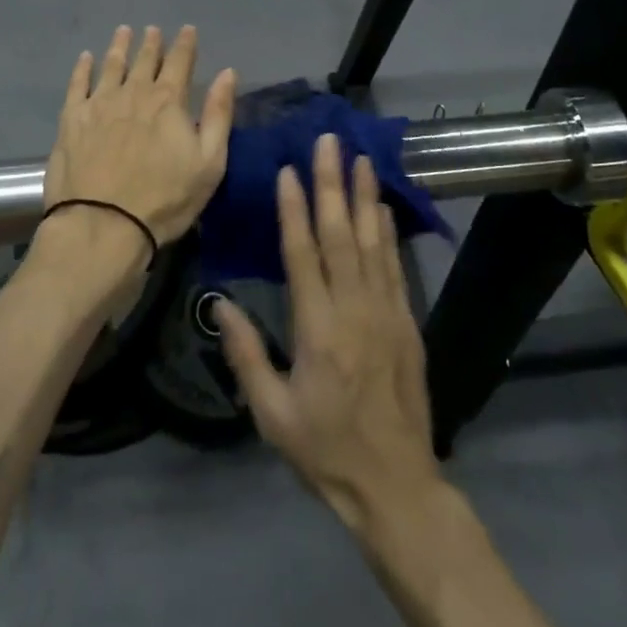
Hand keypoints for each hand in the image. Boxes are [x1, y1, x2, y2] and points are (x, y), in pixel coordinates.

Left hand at [43, 25, 236, 248]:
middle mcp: (134, 93)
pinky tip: (85, 58)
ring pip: (111, 66)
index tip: (187, 29)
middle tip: (153, 29)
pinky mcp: (71, 120)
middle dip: (152, 43)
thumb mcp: (209, 162)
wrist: (103, 225)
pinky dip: (82, 68)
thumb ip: (219, 114)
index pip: (180, 62)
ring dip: (119, 47)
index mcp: (169, 101)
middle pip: (145, 61)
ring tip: (123, 31)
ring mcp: (99, 104)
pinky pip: (77, 85)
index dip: (185, 44)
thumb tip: (228, 73)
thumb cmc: (165, 199)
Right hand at [216, 135, 441, 535]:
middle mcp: (354, 309)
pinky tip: (382, 207)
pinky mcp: (407, 322)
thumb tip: (219, 304)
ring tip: (360, 157)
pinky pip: (395, 265)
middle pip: (340, 234)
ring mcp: (386, 312)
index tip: (288, 170)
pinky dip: (388, 231)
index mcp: (317, 329)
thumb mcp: (272, 415)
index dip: (294, 209)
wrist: (396, 485)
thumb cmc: (325, 450)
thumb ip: (245, 355)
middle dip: (332, 184)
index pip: (303, 254)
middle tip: (329, 142)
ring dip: (364, 196)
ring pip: (372, 241)